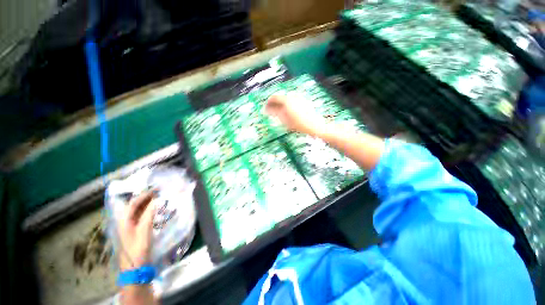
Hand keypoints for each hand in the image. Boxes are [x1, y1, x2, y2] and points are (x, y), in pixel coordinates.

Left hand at [118, 190, 156, 270]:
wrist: (134, 268)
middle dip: (146, 197)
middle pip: (134, 206)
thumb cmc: (137, 250)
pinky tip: (156, 209)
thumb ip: (148, 215)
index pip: (133, 203)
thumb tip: (155, 201)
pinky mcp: (135, 230)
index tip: (156, 190)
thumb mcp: (144, 232)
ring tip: (159, 198)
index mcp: (124, 221)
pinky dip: (149, 210)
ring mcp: (129, 226)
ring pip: (138, 211)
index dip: (144, 195)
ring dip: (148, 203)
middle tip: (159, 192)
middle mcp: (125, 222)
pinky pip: (141, 216)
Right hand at [264, 93, 326, 136]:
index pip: (274, 97)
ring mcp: (299, 99)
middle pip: (280, 98)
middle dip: (274, 104)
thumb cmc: (298, 124)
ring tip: (279, 114)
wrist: (314, 125)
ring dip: (280, 105)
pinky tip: (288, 113)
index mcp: (287, 99)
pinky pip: (292, 102)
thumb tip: (266, 109)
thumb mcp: (284, 119)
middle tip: (270, 112)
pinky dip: (287, 106)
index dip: (268, 102)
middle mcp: (292, 96)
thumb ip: (274, 112)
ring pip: (286, 100)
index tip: (264, 108)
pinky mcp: (303, 102)